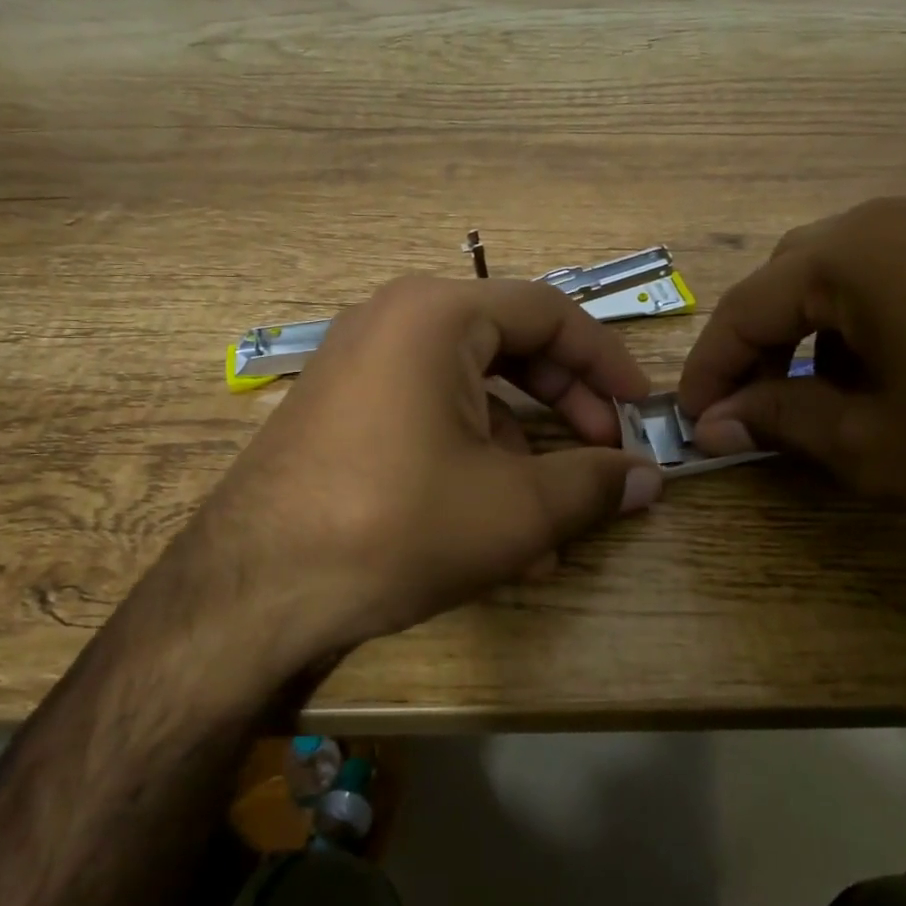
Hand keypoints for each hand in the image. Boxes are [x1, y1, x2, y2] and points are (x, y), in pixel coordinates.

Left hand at [188, 276, 662, 670]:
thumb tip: (652, 479)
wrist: (253, 591)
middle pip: (508, 347)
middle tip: (605, 455)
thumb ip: (594, 484)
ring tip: (552, 522)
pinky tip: (493, 530)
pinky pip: (425, 417)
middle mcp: (393, 320)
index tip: (642, 408)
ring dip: (520, 450)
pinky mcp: (338, 410)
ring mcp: (358, 364)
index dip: (607, 361)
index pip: (549, 314)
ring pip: (467, 391)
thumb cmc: (397, 526)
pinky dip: (469, 459)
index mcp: (437, 314)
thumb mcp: (515, 509)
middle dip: (565, 406)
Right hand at [677, 187, 905, 579]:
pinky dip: (894, 315)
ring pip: (869, 267)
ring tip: (838, 397)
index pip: (750, 305)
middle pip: (805, 274)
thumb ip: (778, 420)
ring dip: (831, 329)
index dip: (712, 368)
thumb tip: (712, 424)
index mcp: (865, 249)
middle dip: (768, 343)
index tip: (693, 419)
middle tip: (755, 408)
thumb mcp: (873, 449)